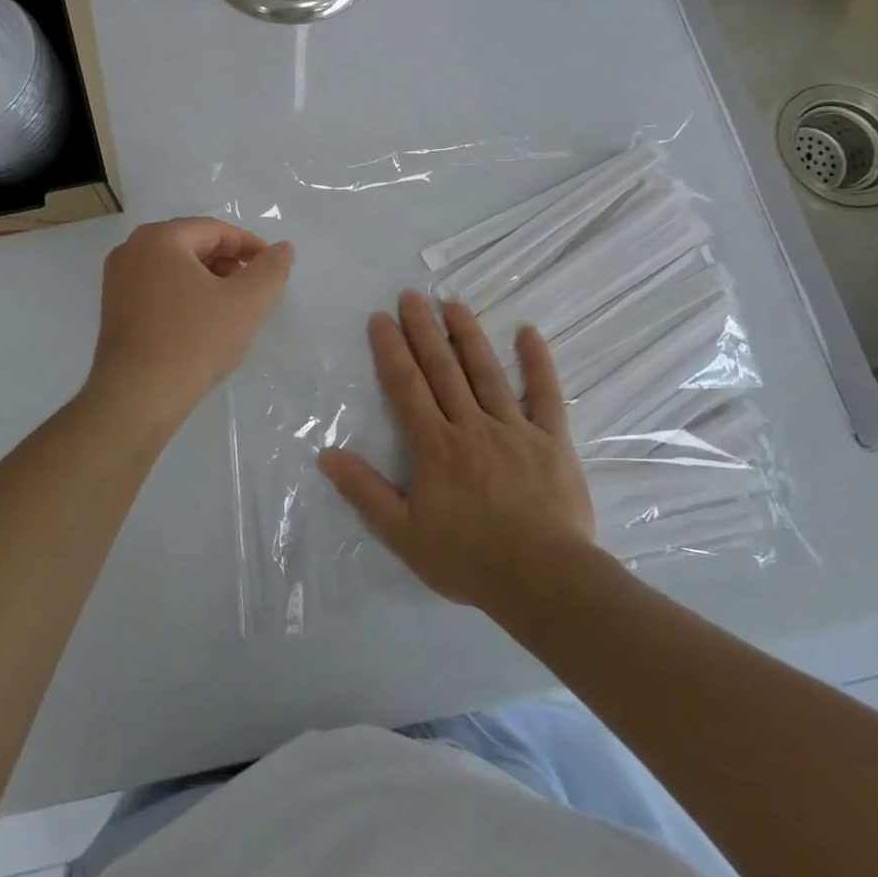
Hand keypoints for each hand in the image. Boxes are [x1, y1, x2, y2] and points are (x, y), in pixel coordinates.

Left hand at [86, 218, 294, 427]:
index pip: (216, 230)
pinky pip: (157, 288)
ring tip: (231, 309)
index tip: (273, 269)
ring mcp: (117, 280)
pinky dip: (184, 296)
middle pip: (193, 245)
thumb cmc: (194, 341)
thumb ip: (271, 269)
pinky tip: (201, 323)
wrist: (137, 396)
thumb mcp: (247, 303)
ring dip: (207, 280)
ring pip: (174, 268)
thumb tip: (283, 248)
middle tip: (254, 290)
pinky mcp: (113, 308)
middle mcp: (131, 250)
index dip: (250, 246)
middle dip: (228, 263)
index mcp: (160, 238)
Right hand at [319, 292, 597, 612]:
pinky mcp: (551, 439)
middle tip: (411, 295)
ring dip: (468, 334)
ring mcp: (514, 428)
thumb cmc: (469, 559)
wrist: (544, 581)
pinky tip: (528, 331)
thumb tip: (326, 454)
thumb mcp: (404, 534)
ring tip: (452, 303)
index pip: (407, 387)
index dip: (391, 350)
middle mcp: (471, 425)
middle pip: (443, 368)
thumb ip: (365, 492)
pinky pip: (545, 394)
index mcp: (434, 446)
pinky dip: (537, 362)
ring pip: (486, 371)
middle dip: (424, 329)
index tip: (380, 318)